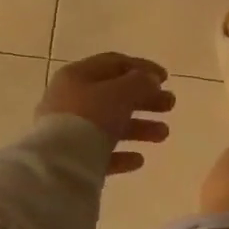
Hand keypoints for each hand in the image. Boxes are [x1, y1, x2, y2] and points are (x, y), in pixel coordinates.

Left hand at [37, 54, 175, 175]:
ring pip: (110, 124)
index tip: (166, 78)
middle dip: (146, 99)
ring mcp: (68, 130)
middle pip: (114, 94)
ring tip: (163, 135)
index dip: (142, 68)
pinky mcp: (70, 159)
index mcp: (78, 75)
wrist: (58, 165)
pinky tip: (139, 160)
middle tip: (170, 105)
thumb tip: (150, 80)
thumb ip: (140, 82)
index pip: (114, 63)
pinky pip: (101, 152)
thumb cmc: (91, 117)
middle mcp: (70, 99)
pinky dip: (121, 154)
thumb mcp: (121, 92)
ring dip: (140, 127)